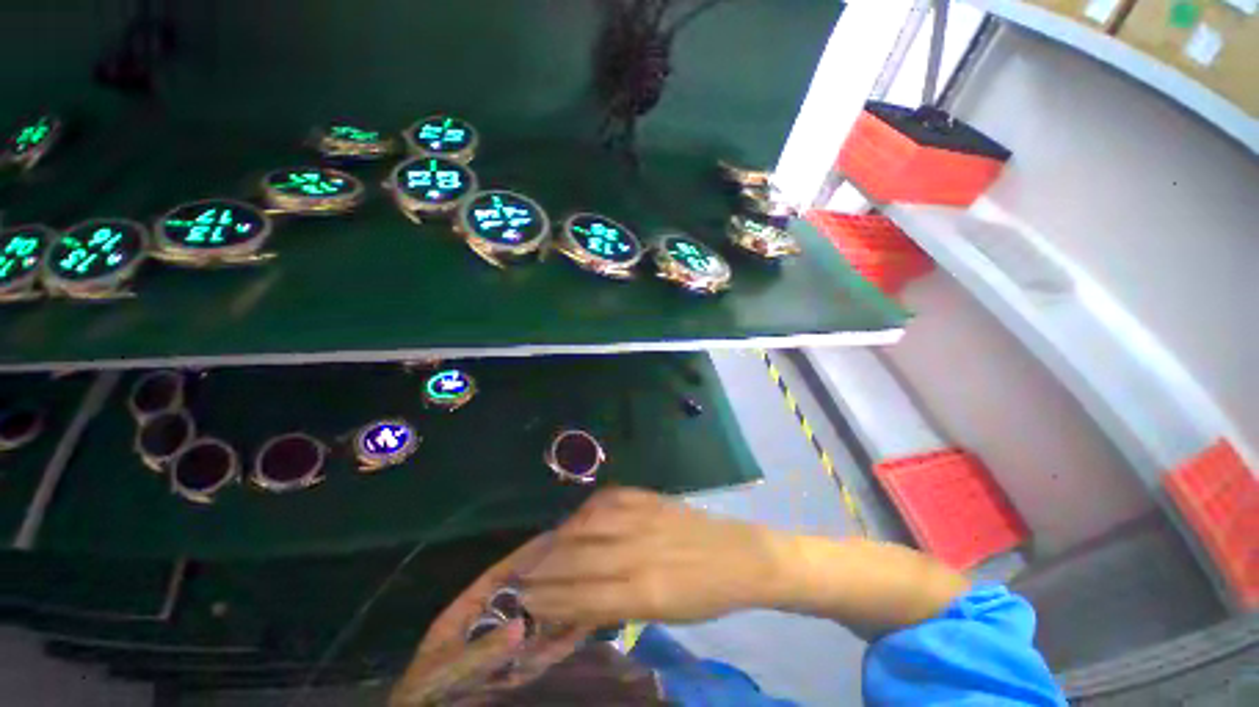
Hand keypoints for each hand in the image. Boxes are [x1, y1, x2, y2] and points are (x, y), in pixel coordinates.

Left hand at [390, 535, 589, 706]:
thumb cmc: (425, 693)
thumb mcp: (445, 671)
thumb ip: (480, 652)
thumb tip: (521, 627)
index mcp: (467, 612)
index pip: (499, 576)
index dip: (524, 556)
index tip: (552, 537)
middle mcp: (489, 624)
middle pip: (523, 595)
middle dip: (548, 579)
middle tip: (578, 559)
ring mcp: (501, 647)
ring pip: (535, 621)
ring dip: (559, 607)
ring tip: (586, 587)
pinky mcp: (512, 670)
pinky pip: (539, 654)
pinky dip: (560, 643)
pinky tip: (580, 629)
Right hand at [520, 487, 793, 625]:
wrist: (739, 556)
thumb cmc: (704, 596)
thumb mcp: (663, 615)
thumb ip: (618, 606)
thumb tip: (576, 603)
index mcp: (644, 593)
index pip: (582, 597)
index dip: (550, 599)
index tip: (526, 600)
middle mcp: (638, 553)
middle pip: (579, 561)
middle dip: (544, 571)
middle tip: (521, 576)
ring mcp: (644, 519)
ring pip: (588, 526)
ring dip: (559, 538)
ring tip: (540, 548)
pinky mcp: (650, 498)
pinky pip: (609, 499)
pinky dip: (586, 510)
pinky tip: (575, 518)